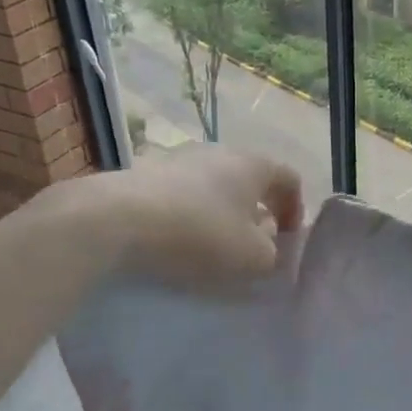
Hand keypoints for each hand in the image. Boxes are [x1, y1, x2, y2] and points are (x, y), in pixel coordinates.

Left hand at [42, 147, 303, 290]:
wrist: (116, 220)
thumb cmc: (200, 235)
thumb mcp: (253, 258)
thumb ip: (272, 252)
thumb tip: (265, 242)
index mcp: (254, 165)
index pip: (290, 178)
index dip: (295, 209)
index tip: (286, 239)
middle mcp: (219, 152)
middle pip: (250, 181)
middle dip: (256, 212)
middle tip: (252, 245)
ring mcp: (179, 159)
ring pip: (214, 187)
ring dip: (221, 214)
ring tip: (212, 247)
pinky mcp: (145, 174)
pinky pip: (181, 195)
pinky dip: (189, 216)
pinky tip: (177, 242)